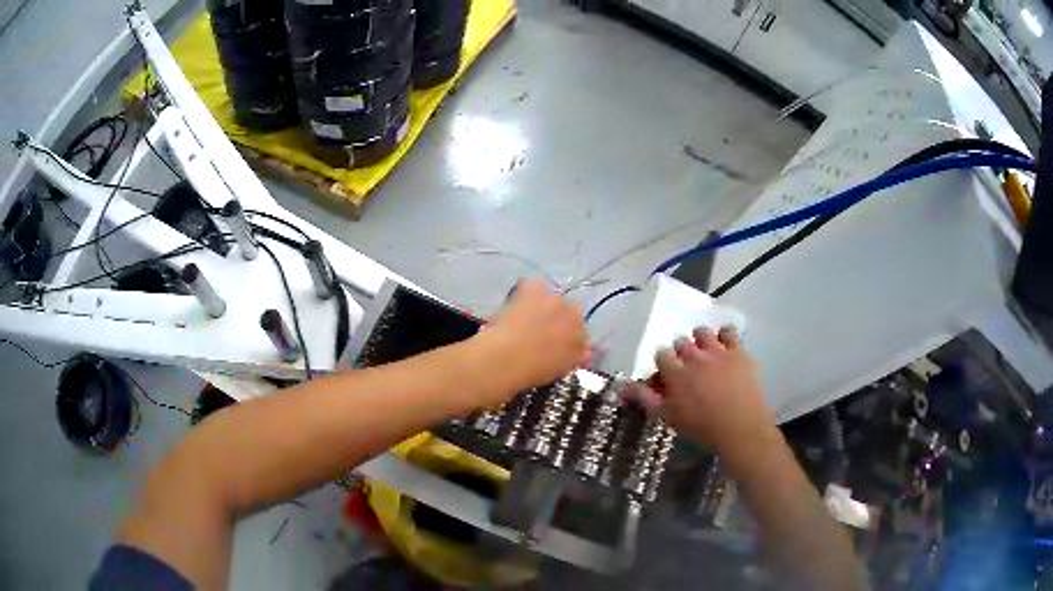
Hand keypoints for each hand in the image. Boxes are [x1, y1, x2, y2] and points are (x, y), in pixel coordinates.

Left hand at [472, 279, 586, 398]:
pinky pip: (534, 286)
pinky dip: (526, 292)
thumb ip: (574, 357)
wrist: (506, 358)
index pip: (581, 332)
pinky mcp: (535, 288)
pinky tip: (516, 304)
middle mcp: (574, 315)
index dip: (568, 337)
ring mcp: (555, 299)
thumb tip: (584, 351)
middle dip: (558, 318)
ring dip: (543, 304)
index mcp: (581, 337)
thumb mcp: (560, 369)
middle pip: (570, 311)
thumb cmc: (532, 371)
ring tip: (525, 317)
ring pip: (552, 297)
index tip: (556, 342)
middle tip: (540, 331)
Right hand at [654, 327, 776, 460]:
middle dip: (680, 353)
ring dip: (699, 341)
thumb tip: (624, 386)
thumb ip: (646, 399)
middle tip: (687, 369)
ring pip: (702, 332)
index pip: (661, 354)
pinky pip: (728, 332)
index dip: (663, 364)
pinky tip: (724, 348)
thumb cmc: (703, 428)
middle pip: (681, 342)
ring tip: (704, 354)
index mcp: (676, 373)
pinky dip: (723, 337)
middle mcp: (694, 356)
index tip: (667, 376)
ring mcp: (718, 351)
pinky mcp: (738, 351)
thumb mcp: (669, 417)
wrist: (741, 428)